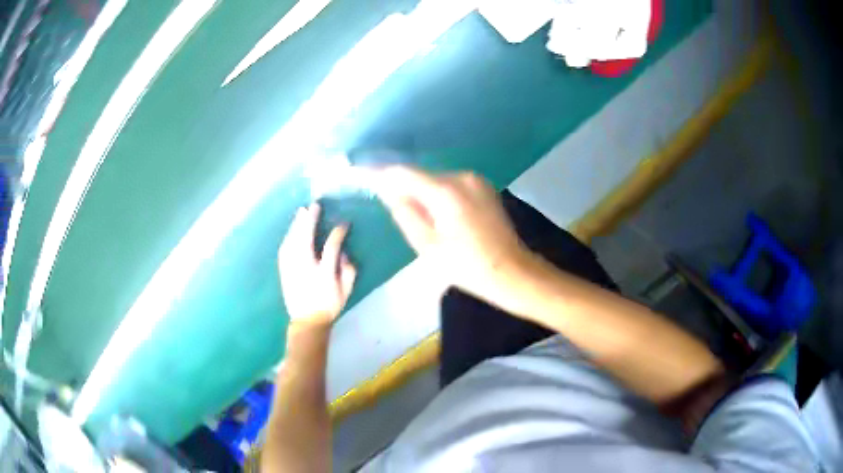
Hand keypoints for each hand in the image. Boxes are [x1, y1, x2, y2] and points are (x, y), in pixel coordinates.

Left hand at [278, 204, 356, 326]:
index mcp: (324, 274)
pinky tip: (292, 229)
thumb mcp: (345, 292)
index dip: (338, 233)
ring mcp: (292, 269)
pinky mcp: (284, 270)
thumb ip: (349, 271)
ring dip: (296, 225)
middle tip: (313, 206)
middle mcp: (306, 268)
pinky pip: (284, 249)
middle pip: (306, 239)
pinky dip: (288, 237)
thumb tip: (344, 253)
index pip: (331, 247)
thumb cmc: (329, 306)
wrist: (307, 322)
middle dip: (309, 221)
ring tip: (301, 212)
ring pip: (292, 242)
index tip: (343, 224)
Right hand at [374, 166, 529, 297]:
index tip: (358, 172)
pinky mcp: (484, 187)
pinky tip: (438, 214)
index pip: (403, 173)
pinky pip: (451, 185)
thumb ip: (405, 212)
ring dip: (421, 191)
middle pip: (420, 175)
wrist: (511, 271)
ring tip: (416, 216)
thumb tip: (388, 191)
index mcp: (446, 191)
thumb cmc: (467, 266)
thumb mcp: (427, 245)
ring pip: (436, 180)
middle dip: (402, 186)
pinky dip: (438, 194)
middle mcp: (461, 176)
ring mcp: (476, 180)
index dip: (379, 173)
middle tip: (386, 202)